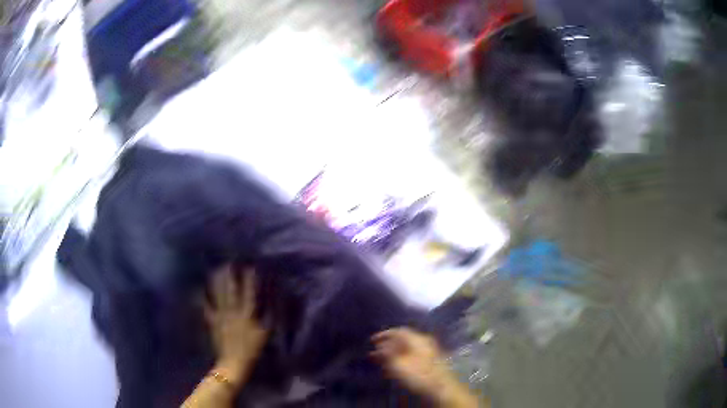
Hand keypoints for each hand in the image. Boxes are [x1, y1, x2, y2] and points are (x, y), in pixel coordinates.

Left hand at [204, 265, 268, 386]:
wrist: (234, 362)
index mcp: (246, 314)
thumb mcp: (264, 334)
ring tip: (216, 270)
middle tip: (228, 262)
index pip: (249, 293)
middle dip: (230, 275)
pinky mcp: (212, 321)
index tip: (250, 267)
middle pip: (230, 290)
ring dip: (217, 281)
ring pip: (218, 295)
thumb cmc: (252, 349)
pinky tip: (200, 290)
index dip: (249, 280)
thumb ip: (267, 318)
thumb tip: (270, 303)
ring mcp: (220, 315)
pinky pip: (206, 307)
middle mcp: (232, 311)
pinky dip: (203, 298)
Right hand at [372, 328, 478, 407]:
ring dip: (393, 353)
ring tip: (381, 360)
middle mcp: (424, 342)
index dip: (384, 334)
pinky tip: (394, 367)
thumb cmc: (419, 374)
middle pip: (403, 339)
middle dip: (387, 345)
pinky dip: (401, 358)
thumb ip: (387, 353)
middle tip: (374, 351)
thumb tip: (380, 346)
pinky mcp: (430, 362)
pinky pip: (412, 355)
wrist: (441, 387)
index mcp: (418, 339)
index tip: (372, 340)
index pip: (398, 331)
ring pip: (407, 348)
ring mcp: (429, 351)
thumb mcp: (398, 364)